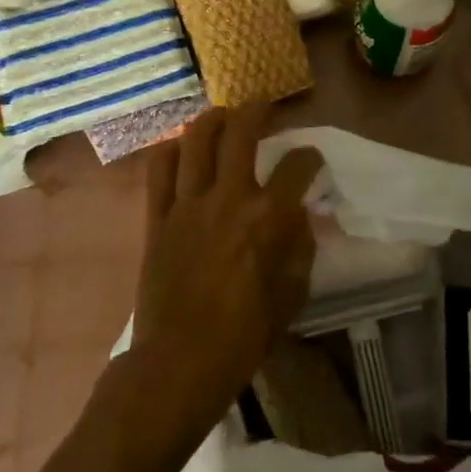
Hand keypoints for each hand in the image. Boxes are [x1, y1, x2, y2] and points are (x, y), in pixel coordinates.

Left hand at [128, 105, 322, 431]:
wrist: (179, 363)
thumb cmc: (244, 335)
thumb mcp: (292, 293)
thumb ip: (301, 246)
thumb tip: (300, 215)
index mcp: (267, 217)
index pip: (298, 165)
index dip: (310, 157)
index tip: (312, 160)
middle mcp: (228, 197)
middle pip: (241, 132)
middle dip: (257, 111)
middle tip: (264, 108)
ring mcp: (187, 204)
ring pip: (196, 140)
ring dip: (212, 120)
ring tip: (223, 117)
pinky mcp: (158, 217)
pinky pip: (159, 170)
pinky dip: (171, 151)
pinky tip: (182, 149)